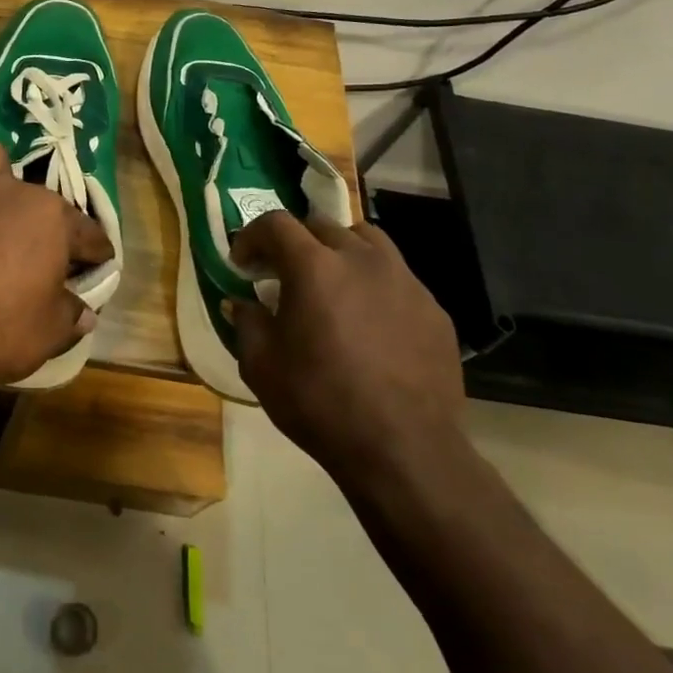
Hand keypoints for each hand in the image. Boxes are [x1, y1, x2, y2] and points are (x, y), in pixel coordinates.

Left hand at [0, 143, 112, 390]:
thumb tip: (82, 312)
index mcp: (48, 216)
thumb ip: (69, 315)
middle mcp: (7, 190)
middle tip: (40, 258)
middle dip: (45, 225)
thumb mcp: (46, 334)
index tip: (97, 268)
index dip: (96, 254)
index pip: (87, 233)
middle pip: (39, 200)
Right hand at [228, 213, 465, 485]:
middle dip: (294, 242)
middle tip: (281, 275)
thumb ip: (246, 323)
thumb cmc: (320, 403)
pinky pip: (397, 278)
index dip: (252, 237)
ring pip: (367, 241)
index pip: (276, 224)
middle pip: (322, 226)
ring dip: (339, 251)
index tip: (242, 264)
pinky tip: (369, 322)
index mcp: (314, 267)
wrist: (403, 449)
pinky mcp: (433, 309)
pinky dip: (373, 285)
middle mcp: (362, 260)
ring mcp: (405, 281)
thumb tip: (240, 303)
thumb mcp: (261, 366)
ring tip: (331, 284)